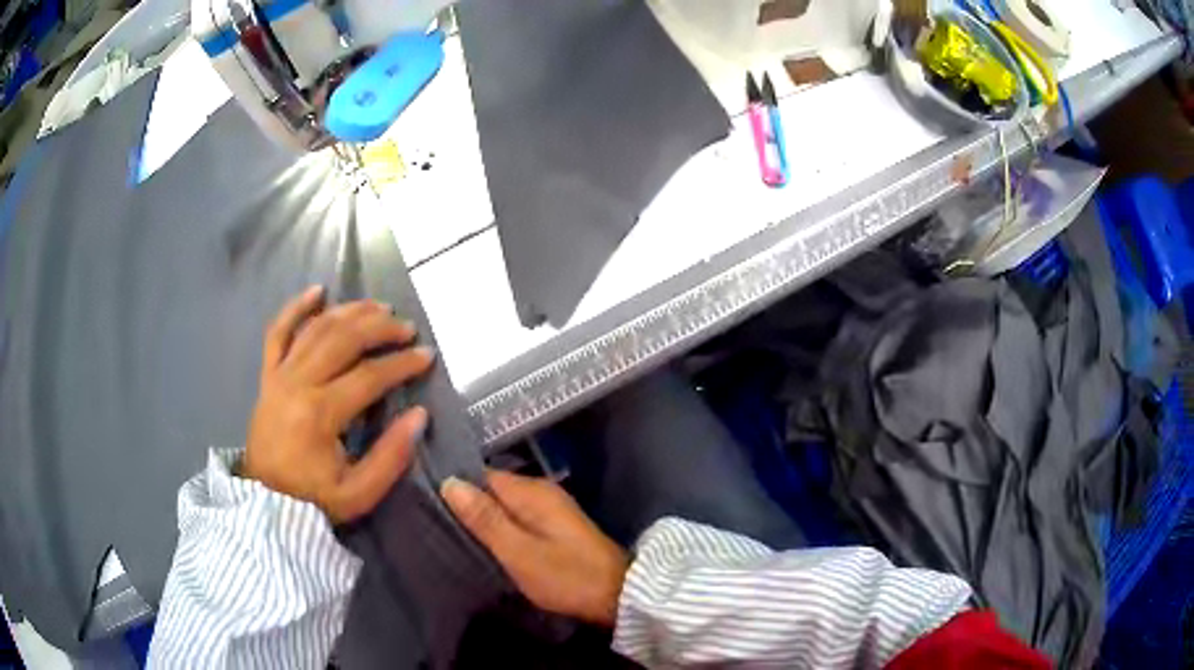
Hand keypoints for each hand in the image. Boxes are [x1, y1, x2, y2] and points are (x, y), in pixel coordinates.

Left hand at [241, 286, 434, 523]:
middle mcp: (298, 383)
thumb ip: (391, 457)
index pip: (368, 376)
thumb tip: (420, 415)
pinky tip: (317, 291)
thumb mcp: (359, 493)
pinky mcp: (267, 375)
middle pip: (342, 340)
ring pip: (316, 328)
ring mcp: (279, 375)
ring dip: (349, 312)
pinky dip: (296, 308)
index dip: (401, 363)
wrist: (264, 504)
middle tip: (406, 327)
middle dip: (379, 328)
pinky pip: (278, 332)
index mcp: (320, 414)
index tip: (427, 356)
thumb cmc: (313, 500)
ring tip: (377, 307)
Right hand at [440, 471, 629, 626]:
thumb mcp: (519, 551)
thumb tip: (450, 481)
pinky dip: (501, 530)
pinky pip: (518, 520)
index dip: (455, 487)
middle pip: (492, 490)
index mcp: (531, 491)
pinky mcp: (555, 528)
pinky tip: (484, 544)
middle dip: (467, 505)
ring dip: (483, 520)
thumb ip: (485, 518)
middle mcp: (541, 492)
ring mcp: (550, 510)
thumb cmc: (567, 575)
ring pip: (504, 506)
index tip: (427, 502)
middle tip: (433, 522)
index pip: (481, 475)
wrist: (619, 596)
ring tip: (449, 533)